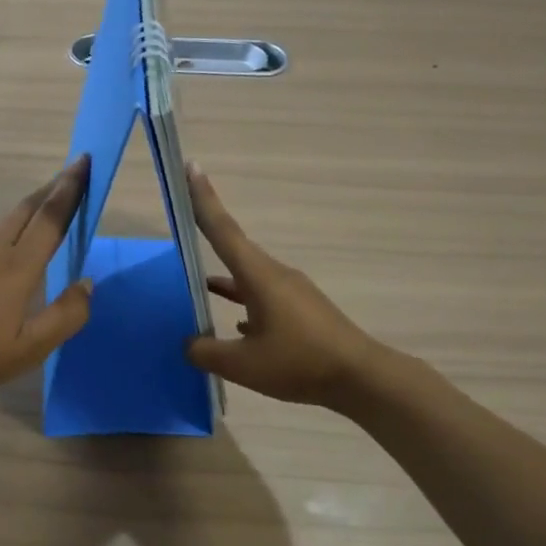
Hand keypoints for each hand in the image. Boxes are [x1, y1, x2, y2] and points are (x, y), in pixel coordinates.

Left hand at [0, 156, 93, 407]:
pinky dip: (9, 231)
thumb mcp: (28, 349)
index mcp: (16, 266)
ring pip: (5, 222)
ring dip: (30, 209)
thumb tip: (87, 284)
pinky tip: (9, 250)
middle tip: (73, 174)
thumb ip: (65, 316)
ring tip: (47, 209)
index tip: (85, 162)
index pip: (50, 216)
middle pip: (26, 208)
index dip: (70, 189)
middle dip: (52, 188)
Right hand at [185, 164, 380, 407]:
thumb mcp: (243, 365)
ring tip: (198, 284)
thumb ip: (207, 352)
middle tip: (185, 215)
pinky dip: (244, 302)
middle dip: (209, 231)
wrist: (361, 378)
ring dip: (225, 277)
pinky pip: (263, 297)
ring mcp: (291, 292)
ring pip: (248, 277)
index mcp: (259, 277)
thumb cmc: (299, 363)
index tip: (191, 167)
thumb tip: (189, 343)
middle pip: (235, 248)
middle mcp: (275, 275)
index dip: (203, 199)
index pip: (224, 230)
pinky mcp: (301, 311)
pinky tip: (237, 326)